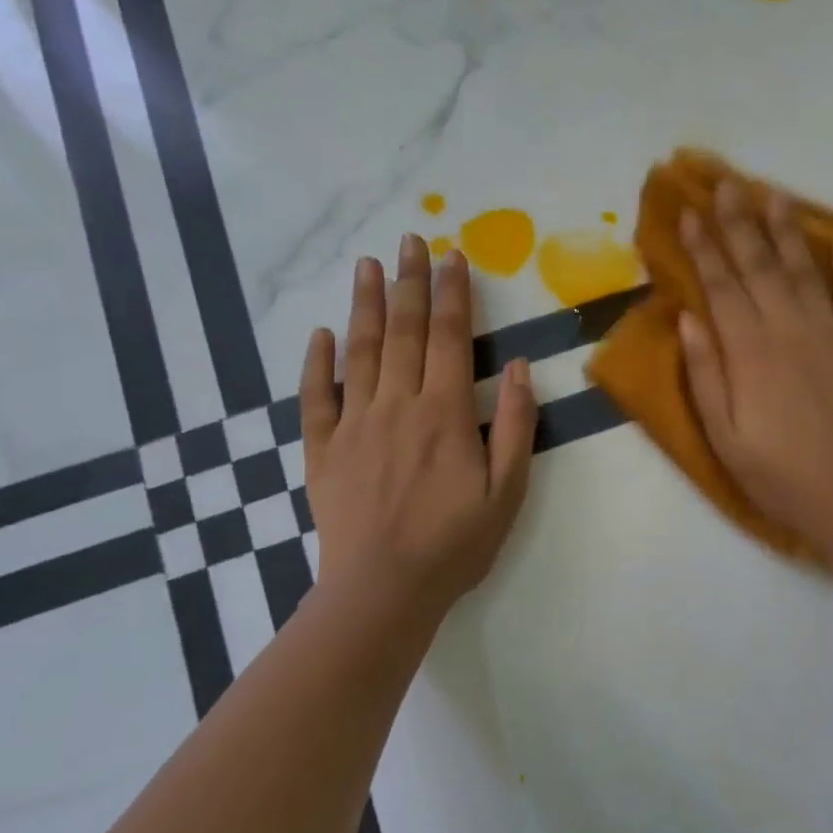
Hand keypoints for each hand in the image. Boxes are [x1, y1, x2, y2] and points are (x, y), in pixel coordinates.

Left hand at [301, 236, 536, 622]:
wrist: (382, 592)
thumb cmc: (454, 544)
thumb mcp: (507, 492)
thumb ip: (515, 426)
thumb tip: (516, 367)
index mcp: (444, 414)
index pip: (448, 338)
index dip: (452, 294)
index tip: (453, 256)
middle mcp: (397, 406)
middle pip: (403, 331)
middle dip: (409, 282)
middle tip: (410, 240)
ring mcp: (354, 425)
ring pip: (359, 352)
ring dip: (365, 305)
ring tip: (368, 265)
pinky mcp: (323, 450)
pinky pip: (316, 397)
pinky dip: (316, 362)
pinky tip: (320, 334)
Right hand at [678, 180, 832, 554]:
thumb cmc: (780, 474)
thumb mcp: (724, 436)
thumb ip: (704, 374)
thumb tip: (688, 317)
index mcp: (748, 350)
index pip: (720, 285)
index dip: (704, 247)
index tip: (691, 212)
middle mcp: (789, 327)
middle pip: (759, 264)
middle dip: (739, 221)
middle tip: (726, 183)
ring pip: (805, 269)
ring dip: (787, 230)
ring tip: (774, 195)